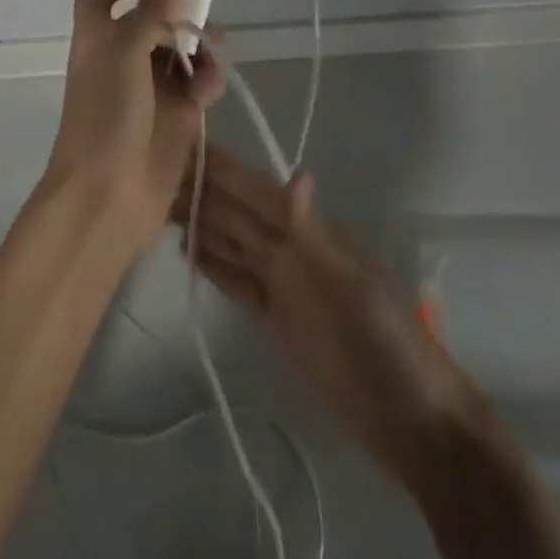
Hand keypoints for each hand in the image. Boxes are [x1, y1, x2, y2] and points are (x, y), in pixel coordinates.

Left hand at [46, 0, 226, 251]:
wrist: (107, 196)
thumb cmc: (106, 116)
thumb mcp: (126, 51)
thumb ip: (154, 5)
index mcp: (98, 37)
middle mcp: (124, 55)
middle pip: (157, 17)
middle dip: (183, 13)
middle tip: (204, 17)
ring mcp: (152, 85)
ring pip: (185, 48)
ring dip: (202, 47)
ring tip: (210, 59)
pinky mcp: (178, 113)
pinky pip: (200, 82)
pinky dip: (208, 81)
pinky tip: (207, 95)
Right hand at [172, 148, 479, 487]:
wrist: (410, 417)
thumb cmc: (388, 342)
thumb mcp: (354, 286)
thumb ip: (314, 235)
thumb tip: (296, 173)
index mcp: (310, 233)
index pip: (255, 191)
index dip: (222, 168)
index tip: (183, 141)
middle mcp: (290, 249)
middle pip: (236, 213)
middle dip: (199, 190)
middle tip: (150, 169)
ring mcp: (282, 284)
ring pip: (231, 242)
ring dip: (199, 221)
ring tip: (156, 202)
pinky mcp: (274, 319)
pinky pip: (236, 281)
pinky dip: (212, 263)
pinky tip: (186, 248)